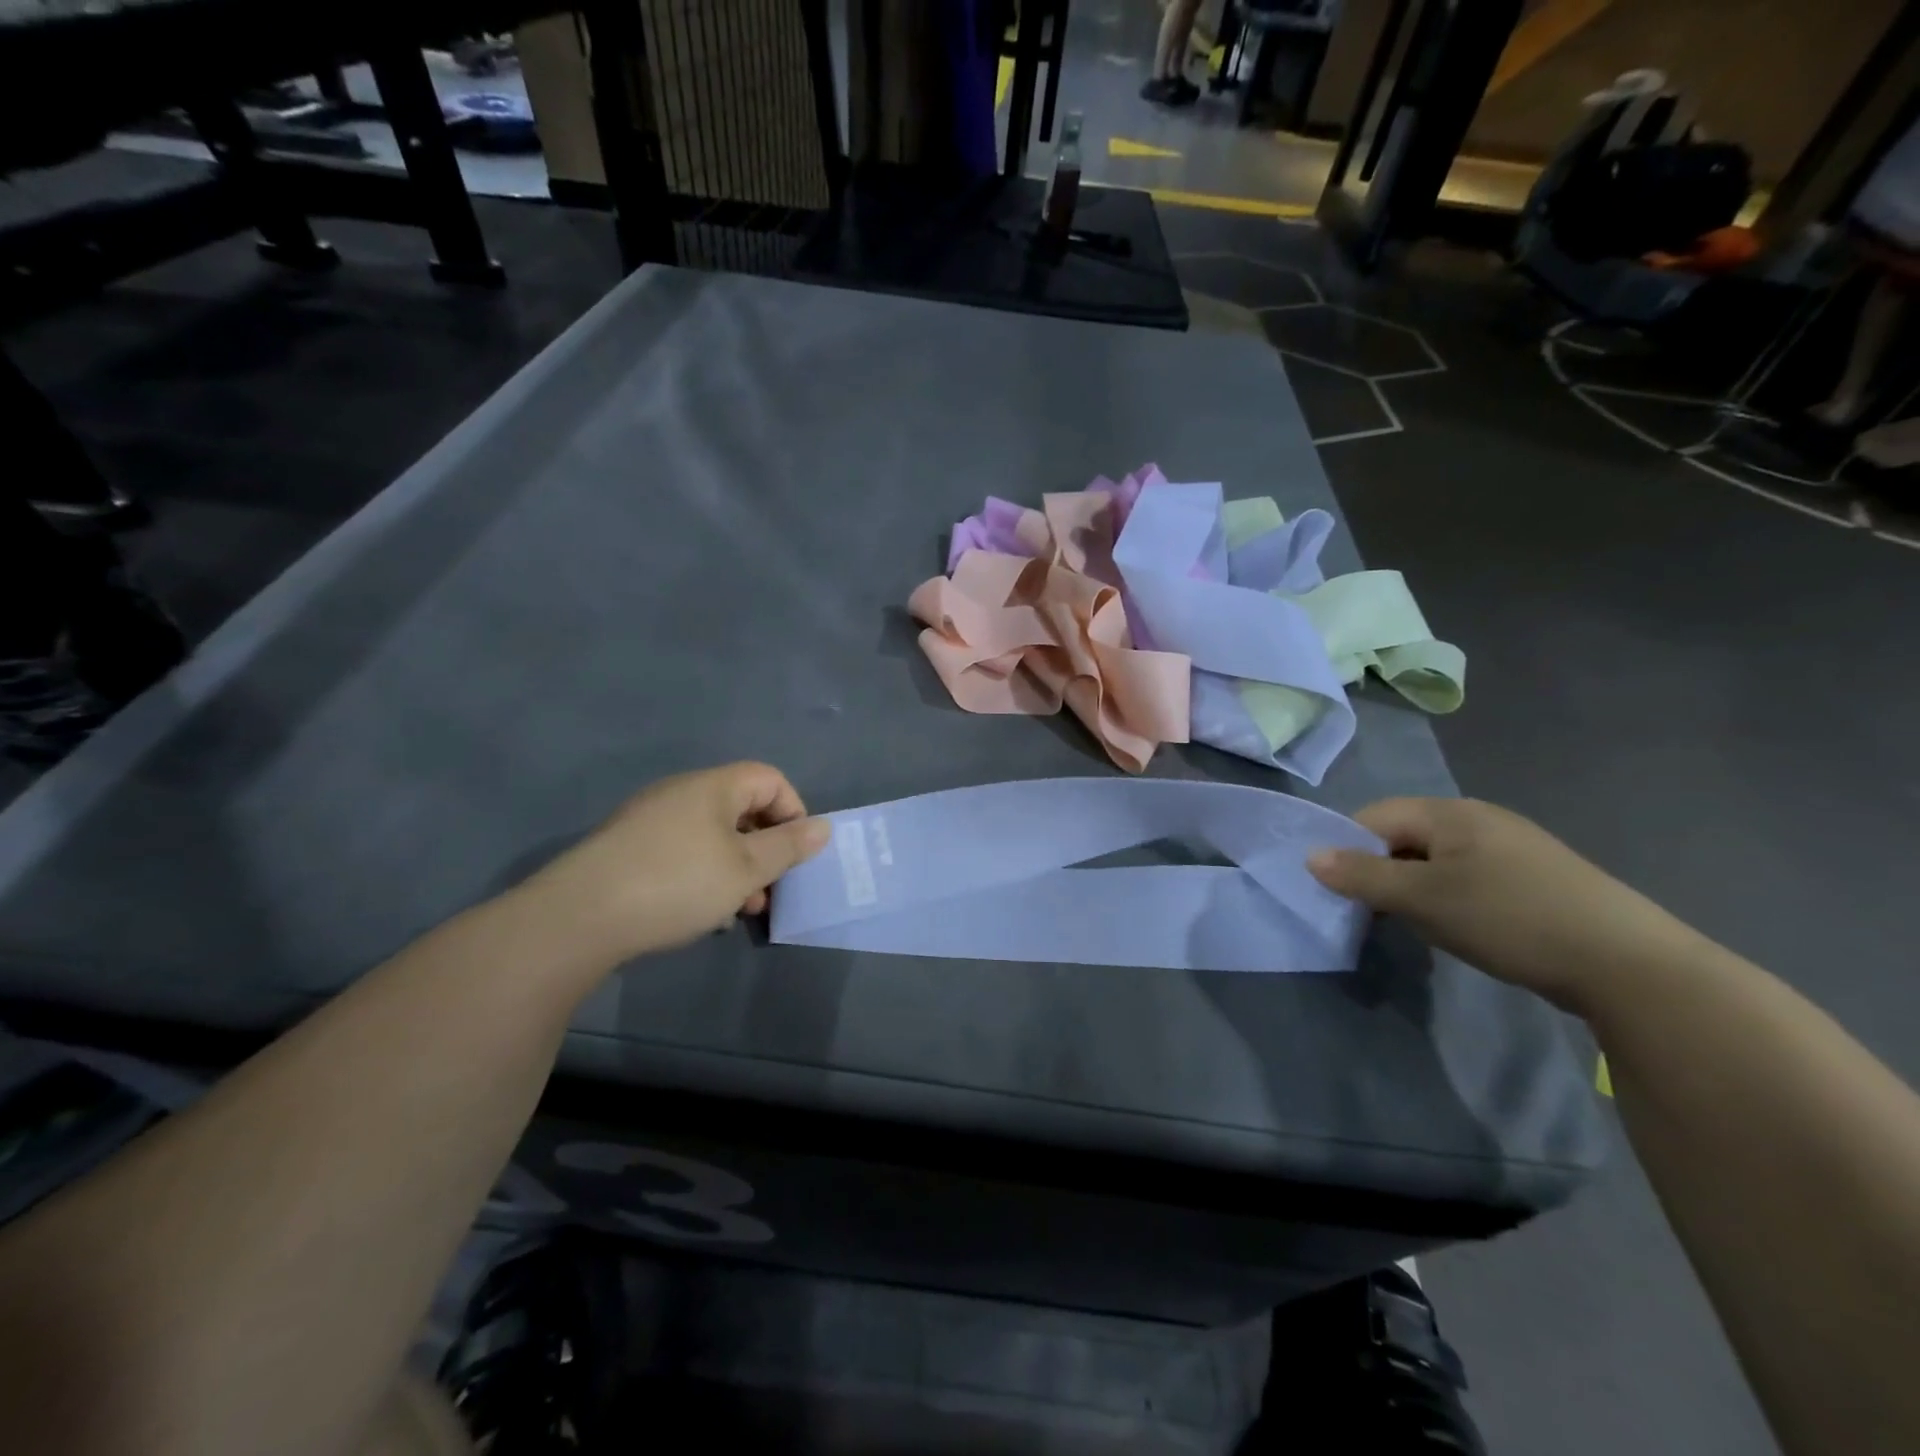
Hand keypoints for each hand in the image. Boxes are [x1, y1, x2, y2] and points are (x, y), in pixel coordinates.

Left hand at [532, 763, 830, 962]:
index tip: (796, 854)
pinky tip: (699, 912)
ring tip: (738, 910)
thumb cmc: (677, 883)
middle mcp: (681, 793)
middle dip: (765, 848)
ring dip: (736, 867)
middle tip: (769, 889)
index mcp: (713, 786)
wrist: (579, 916)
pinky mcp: (628, 847)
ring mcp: (650, 819)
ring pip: (712, 835)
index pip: (770, 779)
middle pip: (742, 808)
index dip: (793, 811)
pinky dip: (703, 874)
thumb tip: (823, 827)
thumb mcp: (745, 870)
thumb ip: (789, 847)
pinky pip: (683, 850)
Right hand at [1307, 797, 1700, 1013]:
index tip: (1341, 890)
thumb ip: (1363, 877)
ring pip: (1435, 860)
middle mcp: (1480, 818)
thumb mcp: (1424, 899)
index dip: (1348, 849)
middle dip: (1382, 871)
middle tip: (1376, 912)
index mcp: (1451, 812)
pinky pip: (1468, 877)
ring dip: (1415, 888)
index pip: (1374, 816)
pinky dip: (1449, 898)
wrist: (1629, 965)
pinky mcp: (1534, 878)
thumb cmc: (1510, 918)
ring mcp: (1512, 847)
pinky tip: (1462, 928)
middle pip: (1404, 836)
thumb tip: (1310, 857)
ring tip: (1419, 925)